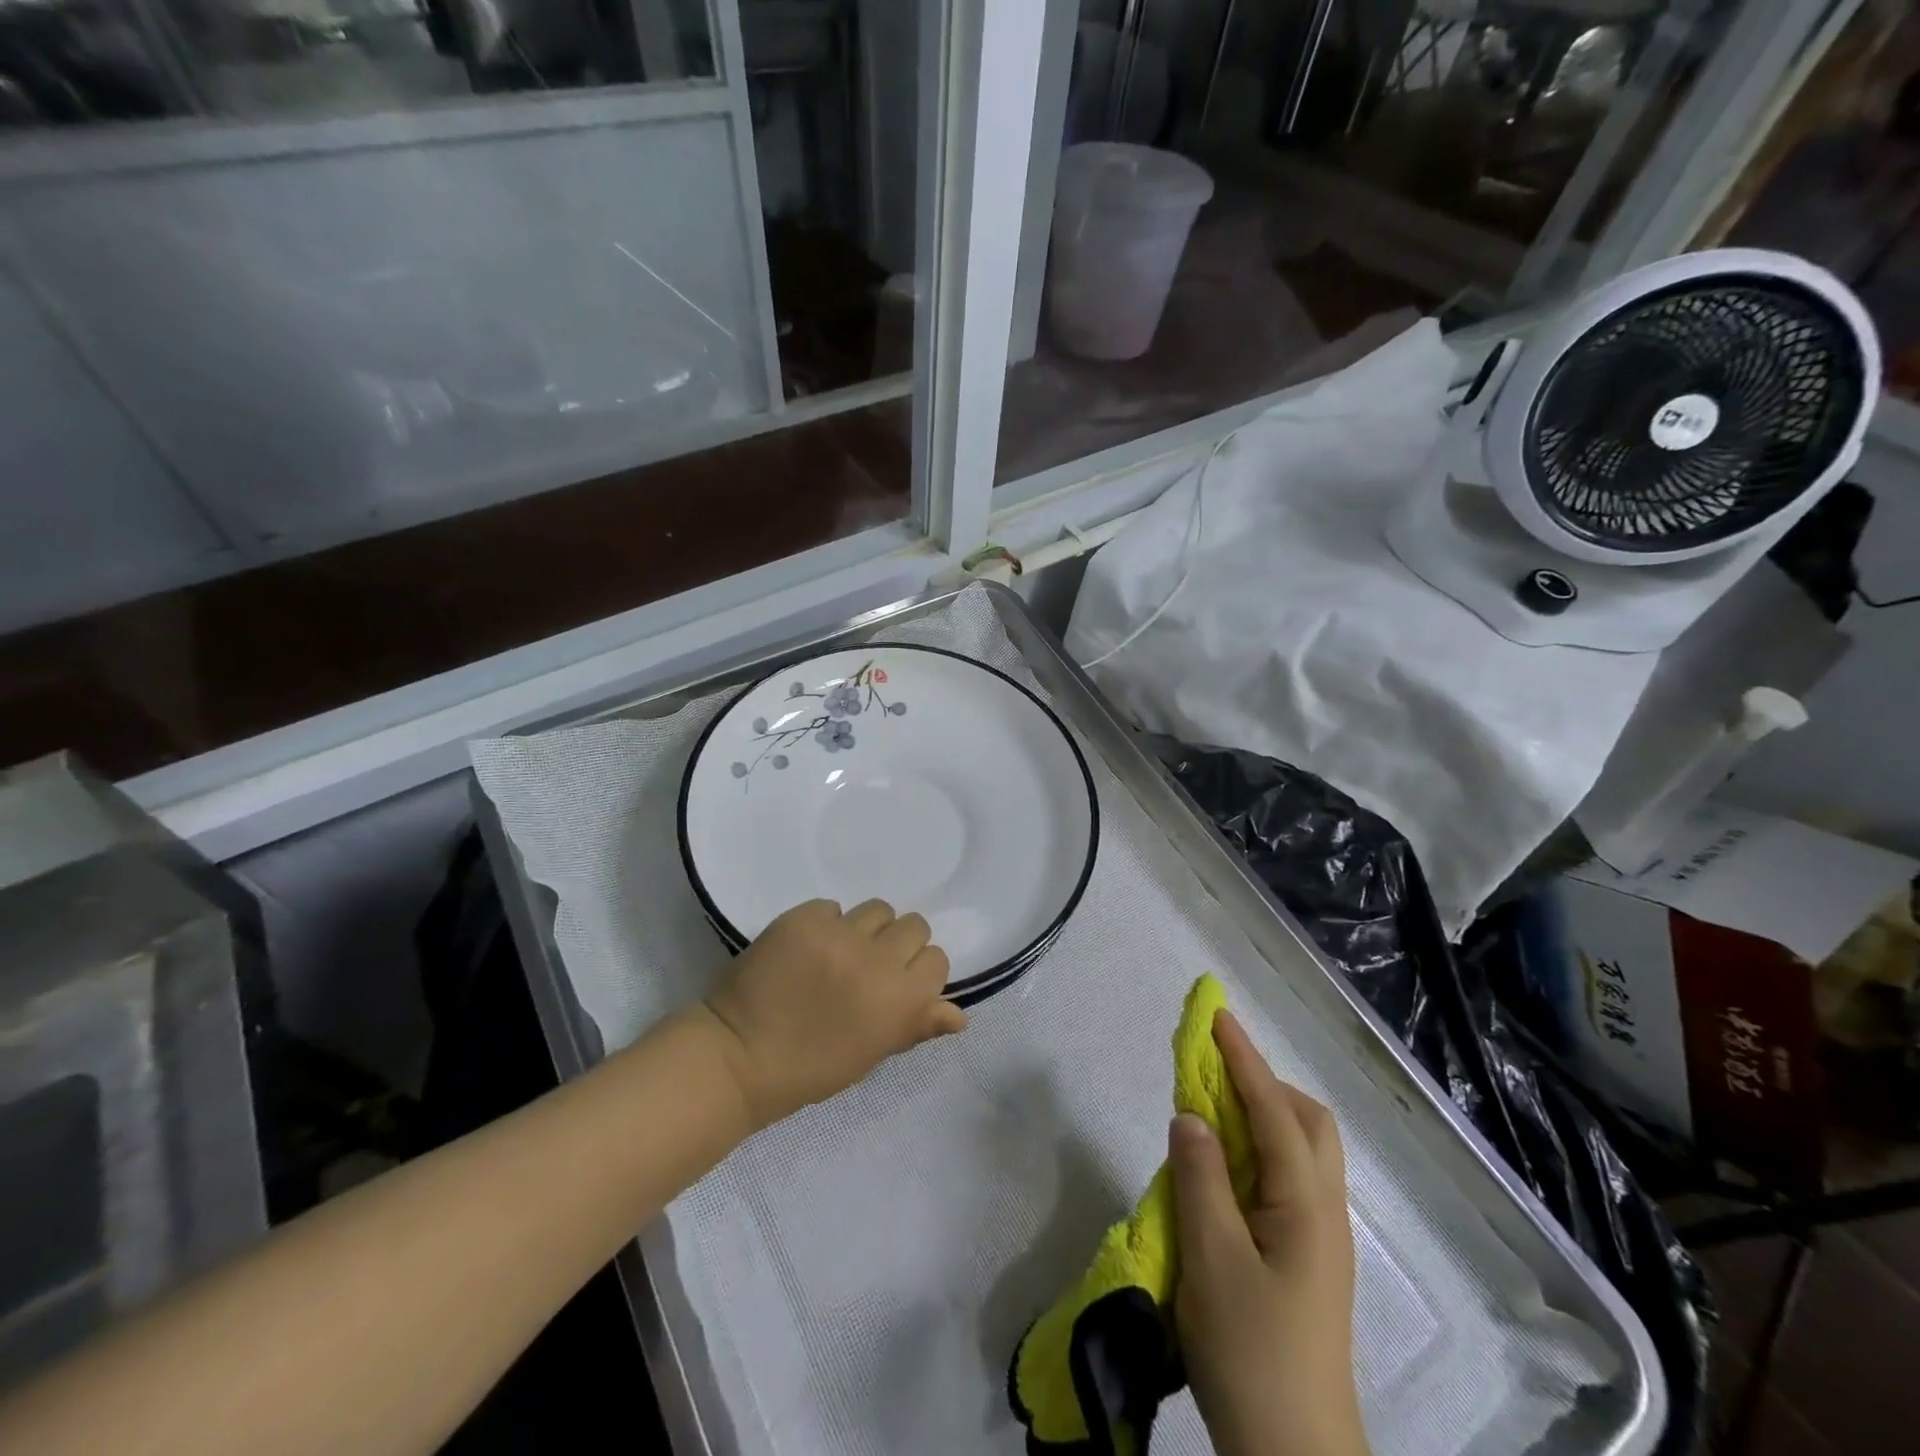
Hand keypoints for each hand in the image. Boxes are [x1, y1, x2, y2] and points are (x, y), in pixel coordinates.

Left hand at [699, 899, 965, 1130]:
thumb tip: (959, 1015)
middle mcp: (877, 960)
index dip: (919, 972)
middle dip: (897, 944)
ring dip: (866, 929)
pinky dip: (826, 924)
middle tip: (869, 966)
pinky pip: (832, 907)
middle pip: (913, 925)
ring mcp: (838, 935)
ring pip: (877, 909)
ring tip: (839, 952)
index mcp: (900, 1001)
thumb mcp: (871, 1055)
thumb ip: (916, 1026)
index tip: (897, 984)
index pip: (936, 959)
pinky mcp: (803, 918)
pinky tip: (807, 949)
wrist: (738, 1058)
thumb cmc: (809, 1070)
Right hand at [1170, 1010, 1369, 1455]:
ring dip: (1259, 1115)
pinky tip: (1222, 1169)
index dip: (1243, 1058)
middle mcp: (1322, 1210)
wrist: (1292, 1453)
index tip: (1215, 1016)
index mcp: (1305, 1204)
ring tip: (1211, 1113)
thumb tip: (1190, 1115)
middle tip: (1212, 1073)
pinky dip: (1255, 1151)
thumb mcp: (1212, 1259)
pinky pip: (1284, 1178)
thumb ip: (1200, 1178)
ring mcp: (1318, 1237)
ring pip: (1299, 1150)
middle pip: (1305, 1122)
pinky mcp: (1304, 1258)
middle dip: (1262, 1082)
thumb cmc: (1251, 1351)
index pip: (1273, 1109)